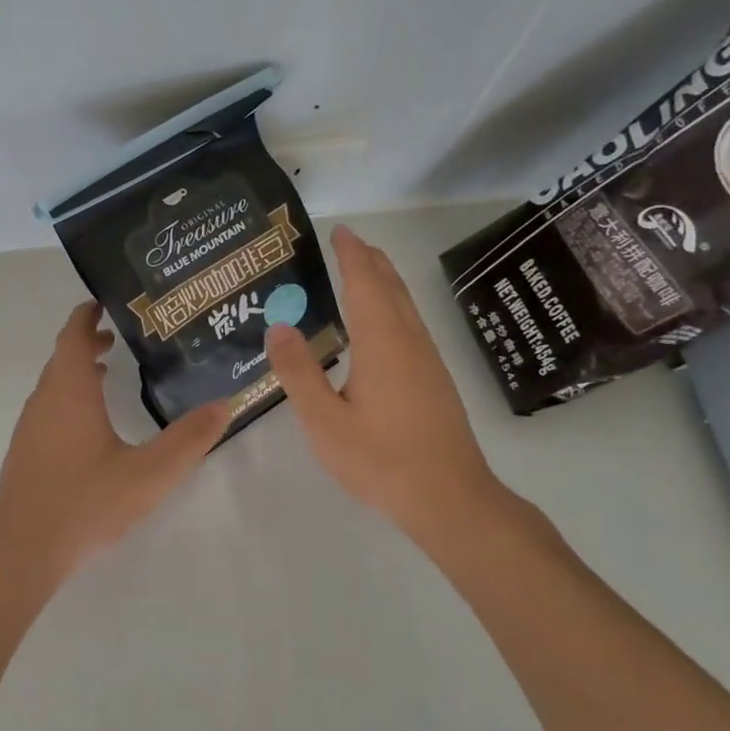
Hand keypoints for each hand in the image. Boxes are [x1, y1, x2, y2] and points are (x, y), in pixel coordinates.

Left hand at [0, 302, 230, 589]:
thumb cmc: (85, 503)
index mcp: (70, 391)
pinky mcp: (25, 451)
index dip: (87, 315)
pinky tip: (92, 425)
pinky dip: (70, 396)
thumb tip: (224, 403)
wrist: (21, 552)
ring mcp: (30, 426)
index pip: (74, 335)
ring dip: (79, 369)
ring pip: (54, 383)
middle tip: (122, 337)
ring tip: (111, 372)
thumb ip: (189, 439)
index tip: (108, 302)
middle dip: (89, 340)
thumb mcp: (149, 474)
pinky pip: (49, 406)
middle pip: (63, 355)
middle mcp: (45, 400)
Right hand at [264, 225, 514, 560]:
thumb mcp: (325, 422)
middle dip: (370, 260)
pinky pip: (410, 324)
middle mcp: (409, 342)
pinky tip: (382, 325)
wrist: (451, 499)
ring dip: (384, 281)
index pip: (365, 284)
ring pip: (405, 305)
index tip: (340, 230)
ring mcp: (427, 361)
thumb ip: (299, 373)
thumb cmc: (381, 460)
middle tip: (348, 242)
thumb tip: (278, 327)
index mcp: (382, 343)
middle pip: (391, 287)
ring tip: (364, 269)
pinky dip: (392, 305)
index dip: (351, 255)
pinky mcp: (434, 380)